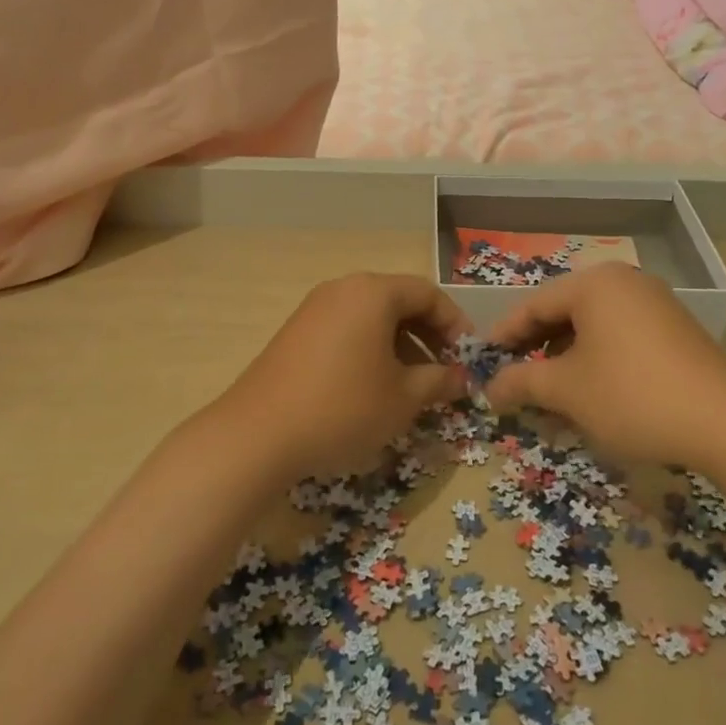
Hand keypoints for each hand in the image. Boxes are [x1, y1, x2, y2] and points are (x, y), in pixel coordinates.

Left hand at [214, 273, 471, 480]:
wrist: (257, 434)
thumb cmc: (343, 408)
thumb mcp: (402, 398)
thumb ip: (438, 381)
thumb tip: (461, 377)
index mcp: (373, 293)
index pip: (428, 294)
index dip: (455, 323)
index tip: (468, 357)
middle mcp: (343, 290)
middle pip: (399, 302)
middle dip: (428, 336)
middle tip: (444, 372)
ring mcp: (314, 309)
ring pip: (372, 318)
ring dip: (400, 346)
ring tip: (412, 386)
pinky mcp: (296, 334)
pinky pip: (347, 331)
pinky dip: (370, 351)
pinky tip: (373, 389)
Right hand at [486, 263, 725, 468]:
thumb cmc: (632, 395)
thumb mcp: (567, 390)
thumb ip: (521, 382)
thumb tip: (489, 389)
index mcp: (594, 284)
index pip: (534, 304)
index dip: (505, 335)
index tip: (483, 362)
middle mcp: (624, 281)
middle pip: (564, 310)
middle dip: (535, 346)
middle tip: (513, 376)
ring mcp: (654, 302)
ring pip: (593, 324)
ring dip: (566, 354)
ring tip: (550, 388)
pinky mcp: (675, 328)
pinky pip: (620, 333)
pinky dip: (597, 356)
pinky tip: (592, 388)